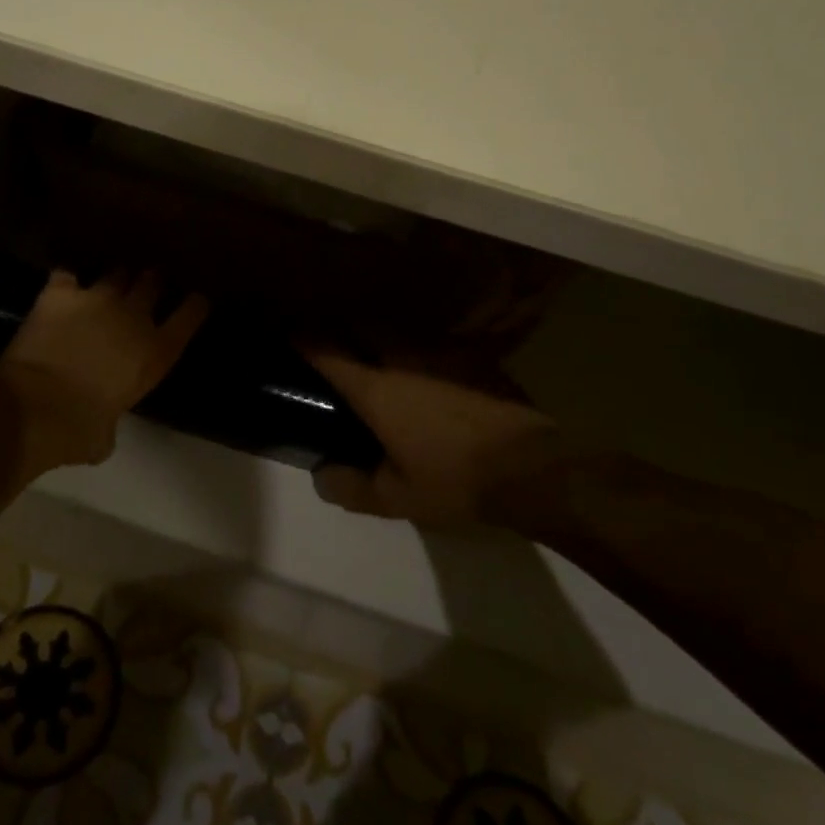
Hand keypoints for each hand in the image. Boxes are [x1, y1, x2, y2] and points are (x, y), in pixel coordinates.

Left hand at [0, 270, 208, 477]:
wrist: (35, 406)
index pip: (189, 315)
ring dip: (114, 279)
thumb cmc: (78, 430)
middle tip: (147, 283)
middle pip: (152, 283)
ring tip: (107, 284)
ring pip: (115, 273)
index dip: (194, 305)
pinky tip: (62, 286)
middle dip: (151, 282)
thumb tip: (99, 426)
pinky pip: (66, 274)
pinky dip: (66, 281)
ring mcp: (97, 299)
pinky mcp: (60, 293)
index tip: (196, 299)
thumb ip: (111, 421)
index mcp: (155, 353)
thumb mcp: (106, 436)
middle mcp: (133, 317)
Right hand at [306, 353, 558, 528]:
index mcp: (376, 388)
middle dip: (344, 329)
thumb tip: (322, 476)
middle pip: (362, 326)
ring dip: (382, 338)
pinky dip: (420, 353)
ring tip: (380, 357)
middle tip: (337, 347)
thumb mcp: (398, 498)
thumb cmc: (456, 481)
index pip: (327, 352)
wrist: (534, 468)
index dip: (304, 340)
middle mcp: (403, 357)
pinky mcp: (473, 355)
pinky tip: (428, 373)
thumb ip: (353, 487)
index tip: (290, 334)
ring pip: (399, 332)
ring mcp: (441, 351)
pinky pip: (434, 344)